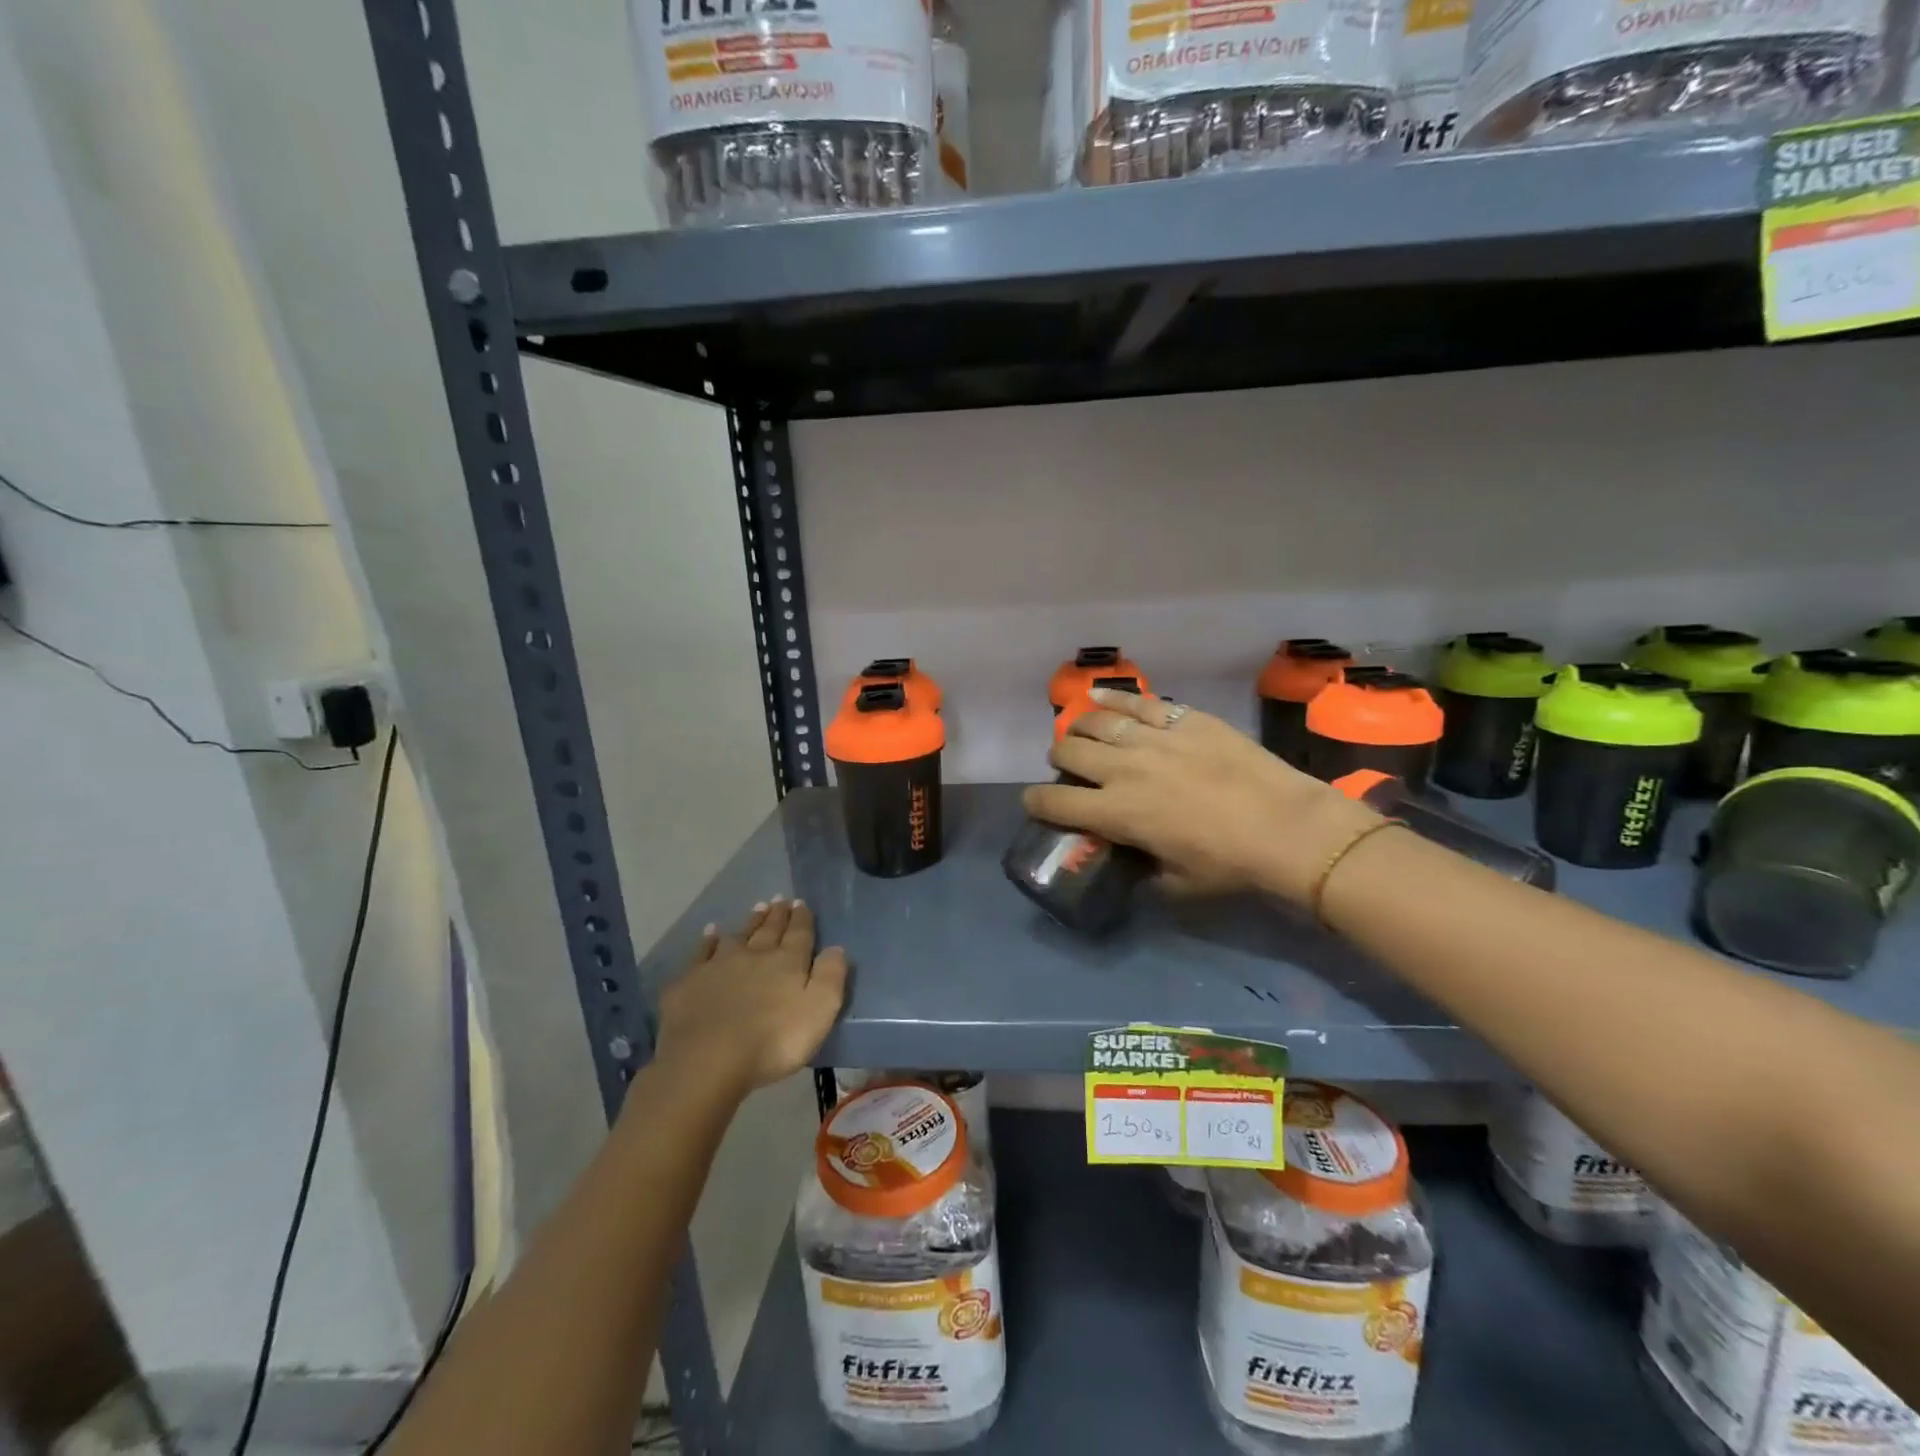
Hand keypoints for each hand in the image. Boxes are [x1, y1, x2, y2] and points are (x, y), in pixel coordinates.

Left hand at [656, 899, 847, 1097]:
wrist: (708, 1059)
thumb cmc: (773, 1040)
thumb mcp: (818, 1011)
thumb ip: (830, 977)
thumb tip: (836, 947)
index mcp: (787, 962)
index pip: (799, 933)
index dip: (802, 918)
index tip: (801, 903)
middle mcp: (754, 955)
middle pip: (769, 930)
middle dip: (777, 915)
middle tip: (780, 900)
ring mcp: (719, 965)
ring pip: (738, 936)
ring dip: (749, 922)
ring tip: (756, 908)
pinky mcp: (690, 981)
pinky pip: (701, 952)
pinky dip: (708, 940)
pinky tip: (710, 933)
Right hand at [1022, 689, 1379, 902]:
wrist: (1287, 827)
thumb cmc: (1230, 864)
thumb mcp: (1175, 885)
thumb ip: (1142, 873)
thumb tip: (1132, 865)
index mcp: (1116, 813)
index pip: (1054, 802)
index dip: (1036, 802)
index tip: (1036, 803)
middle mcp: (1123, 769)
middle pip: (1068, 751)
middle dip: (1059, 760)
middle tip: (1069, 768)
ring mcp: (1153, 738)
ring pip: (1095, 721)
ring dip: (1079, 728)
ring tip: (1083, 733)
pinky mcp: (1182, 719)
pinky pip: (1137, 701)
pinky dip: (1113, 697)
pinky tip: (1100, 696)